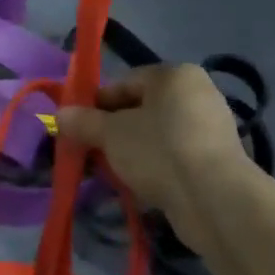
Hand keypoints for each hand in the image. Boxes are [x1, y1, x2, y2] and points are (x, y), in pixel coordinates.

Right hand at [57, 64, 253, 216]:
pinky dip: (153, 166)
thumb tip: (59, 115)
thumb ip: (83, 121)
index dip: (95, 104)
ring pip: (155, 135)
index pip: (124, 82)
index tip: (77, 127)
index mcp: (175, 75)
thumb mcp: (110, 134)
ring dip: (129, 151)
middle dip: (111, 131)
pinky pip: (172, 156)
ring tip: (109, 173)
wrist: (213, 199)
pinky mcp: (215, 160)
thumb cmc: (157, 150)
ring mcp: (209, 128)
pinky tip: (136, 185)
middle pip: (140, 109)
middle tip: (89, 152)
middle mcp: (197, 94)